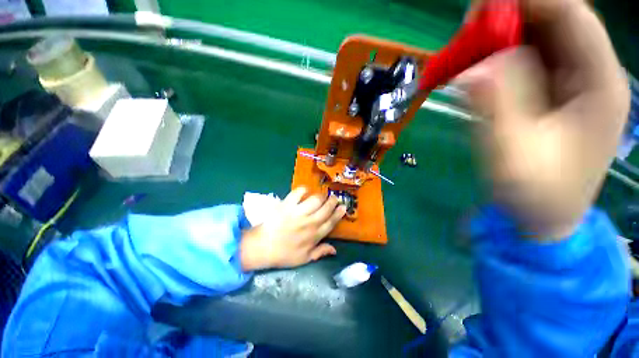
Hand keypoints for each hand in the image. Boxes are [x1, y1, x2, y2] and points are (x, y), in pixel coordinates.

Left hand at [240, 187, 346, 270]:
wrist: (262, 247)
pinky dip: (304, 190)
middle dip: (333, 201)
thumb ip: (320, 252)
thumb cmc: (284, 254)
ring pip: (316, 200)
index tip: (343, 207)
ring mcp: (298, 212)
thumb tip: (335, 250)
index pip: (331, 222)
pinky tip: (306, 191)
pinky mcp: (287, 204)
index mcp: (314, 235)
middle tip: (334, 198)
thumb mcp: (304, 259)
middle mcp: (309, 222)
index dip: (339, 214)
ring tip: (322, 195)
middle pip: (326, 208)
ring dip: (321, 196)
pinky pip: (298, 192)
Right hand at [459, 0, 629, 239]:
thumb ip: (497, 107)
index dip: (529, 0)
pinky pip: (529, 60)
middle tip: (469, 28)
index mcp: (600, 84)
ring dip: (503, 36)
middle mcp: (592, 74)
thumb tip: (474, 69)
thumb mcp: (512, 155)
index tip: (482, 7)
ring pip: (541, 38)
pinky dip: (501, 56)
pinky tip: (479, 67)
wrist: (542, 217)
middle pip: (557, 21)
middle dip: (512, 16)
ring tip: (468, 48)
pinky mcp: (554, 94)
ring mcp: (574, 83)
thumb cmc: (533, 194)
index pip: (572, 17)